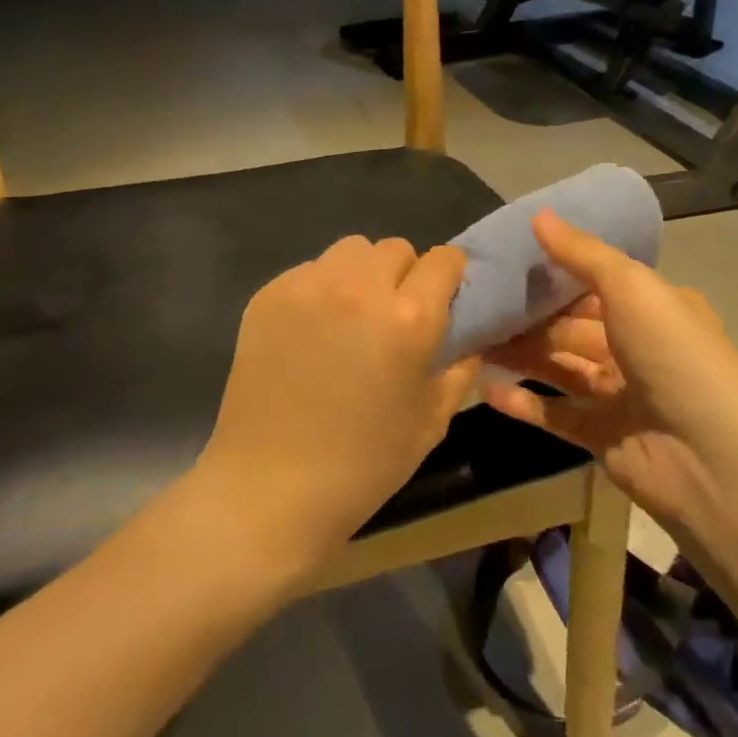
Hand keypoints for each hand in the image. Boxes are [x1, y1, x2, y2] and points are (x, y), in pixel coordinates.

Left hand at [189, 236, 478, 579]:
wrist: (270, 488)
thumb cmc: (363, 463)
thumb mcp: (432, 421)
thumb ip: (459, 368)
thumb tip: (468, 337)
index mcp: (410, 317)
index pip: (444, 259)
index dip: (449, 277)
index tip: (443, 300)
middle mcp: (361, 287)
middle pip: (396, 248)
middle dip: (405, 274)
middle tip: (393, 315)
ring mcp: (309, 286)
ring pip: (350, 250)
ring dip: (362, 274)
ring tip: (352, 315)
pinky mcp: (269, 295)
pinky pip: (309, 270)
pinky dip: (321, 288)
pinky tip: (312, 331)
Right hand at [482, 211, 737, 526]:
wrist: (710, 454)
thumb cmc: (673, 353)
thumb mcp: (631, 286)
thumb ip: (582, 254)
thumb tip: (538, 215)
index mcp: (653, 308)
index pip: (595, 283)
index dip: (554, 273)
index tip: (506, 261)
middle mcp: (636, 346)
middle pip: (571, 326)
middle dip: (528, 316)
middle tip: (476, 303)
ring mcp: (618, 394)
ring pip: (559, 366)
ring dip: (520, 354)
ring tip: (470, 339)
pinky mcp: (601, 436)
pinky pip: (554, 413)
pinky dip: (523, 401)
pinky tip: (485, 387)